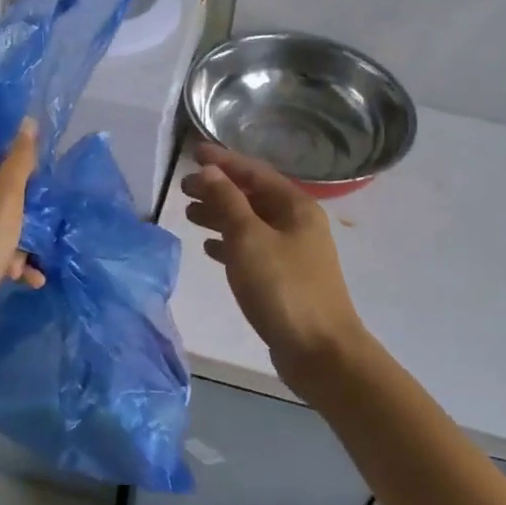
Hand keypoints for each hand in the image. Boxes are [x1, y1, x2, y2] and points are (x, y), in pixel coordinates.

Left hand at [0, 120, 45, 330]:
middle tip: (34, 231)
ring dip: (14, 242)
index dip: (14, 169)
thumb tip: (27, 122)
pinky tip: (25, 277)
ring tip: (28, 265)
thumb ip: (18, 162)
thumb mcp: (3, 202)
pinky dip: (0, 258)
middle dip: (18, 215)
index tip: (35, 188)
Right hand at [180, 143, 369, 397]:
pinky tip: (210, 248)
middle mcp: (298, 223)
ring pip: (251, 223)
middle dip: (219, 189)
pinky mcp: (286, 279)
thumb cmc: (283, 288)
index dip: (223, 161)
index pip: (254, 172)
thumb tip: (209, 171)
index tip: (193, 152)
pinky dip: (230, 244)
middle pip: (253, 196)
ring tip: (190, 215)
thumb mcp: (248, 239)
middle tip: (184, 188)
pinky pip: (253, 250)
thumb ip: (227, 201)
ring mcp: (294, 252)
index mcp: (296, 206)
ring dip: (221, 215)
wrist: (321, 352)